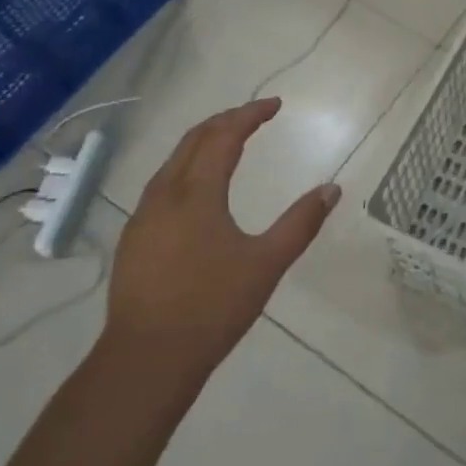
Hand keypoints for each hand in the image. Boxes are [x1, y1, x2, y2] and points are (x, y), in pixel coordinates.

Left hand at [100, 98, 337, 405]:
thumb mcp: (267, 264)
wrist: (146, 360)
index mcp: (196, 193)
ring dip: (203, 142)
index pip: (224, 137)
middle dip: (225, 121)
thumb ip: (301, 223)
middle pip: (193, 140)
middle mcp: (165, 194)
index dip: (250, 115)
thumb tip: (332, 189)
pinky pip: (162, 184)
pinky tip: (199, 189)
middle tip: (255, 117)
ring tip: (229, 143)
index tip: (275, 105)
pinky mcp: (134, 238)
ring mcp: (143, 217)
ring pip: (173, 161)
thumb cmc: (212, 307)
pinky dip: (187, 167)